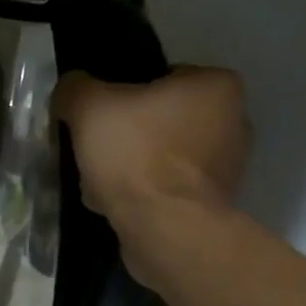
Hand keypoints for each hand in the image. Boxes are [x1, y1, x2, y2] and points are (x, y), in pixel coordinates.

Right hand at [55, 65, 251, 276]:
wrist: (165, 228)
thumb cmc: (136, 155)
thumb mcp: (89, 107)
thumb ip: (76, 89)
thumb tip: (71, 89)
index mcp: (215, 85)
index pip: (160, 78)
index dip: (122, 96)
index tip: (99, 118)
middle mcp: (234, 120)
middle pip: (161, 119)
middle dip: (128, 135)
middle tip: (96, 152)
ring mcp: (227, 166)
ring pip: (162, 156)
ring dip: (132, 167)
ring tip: (101, 184)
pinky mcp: (214, 203)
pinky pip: (168, 188)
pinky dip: (144, 194)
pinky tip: (118, 205)